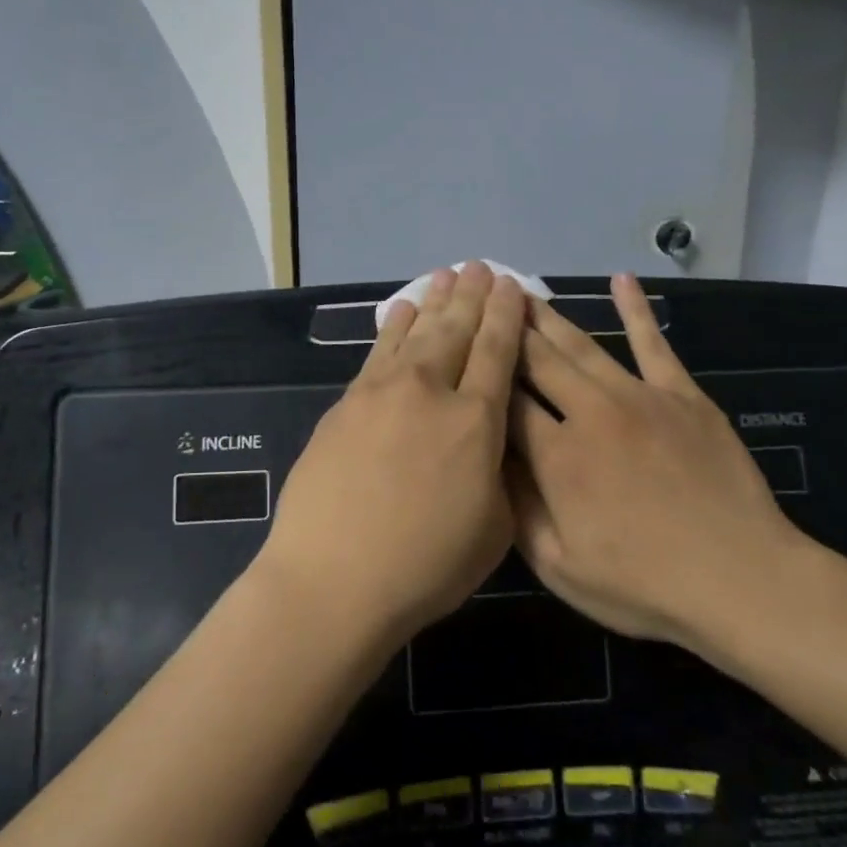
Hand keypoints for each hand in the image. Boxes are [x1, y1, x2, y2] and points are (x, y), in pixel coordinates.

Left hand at [260, 263, 526, 644]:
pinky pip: (378, 352)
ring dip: (434, 301)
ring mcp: (382, 392)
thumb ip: (499, 472)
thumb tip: (489, 441)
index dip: (507, 314)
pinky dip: (394, 326)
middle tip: (482, 267)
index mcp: (476, 421)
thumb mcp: (495, 528)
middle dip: (474, 295)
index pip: (498, 351)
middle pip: (457, 330)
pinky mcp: (346, 404)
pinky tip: (401, 311)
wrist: (334, 579)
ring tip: (447, 275)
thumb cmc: (426, 565)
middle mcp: (431, 391)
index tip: (512, 285)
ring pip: (416, 332)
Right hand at [507, 274, 809, 660]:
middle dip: (507, 330)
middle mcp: (590, 412)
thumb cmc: (644, 585)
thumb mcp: (560, 568)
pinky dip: (636, 309)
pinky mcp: (683, 394)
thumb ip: (517, 509)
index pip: (506, 401)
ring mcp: (640, 396)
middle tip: (484, 299)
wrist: (741, 579)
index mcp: (556, 456)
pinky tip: (620, 279)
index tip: (463, 349)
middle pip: (537, 360)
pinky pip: (654, 343)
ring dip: (550, 316)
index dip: (483, 375)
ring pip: (583, 345)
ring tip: (523, 290)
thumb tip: (488, 460)